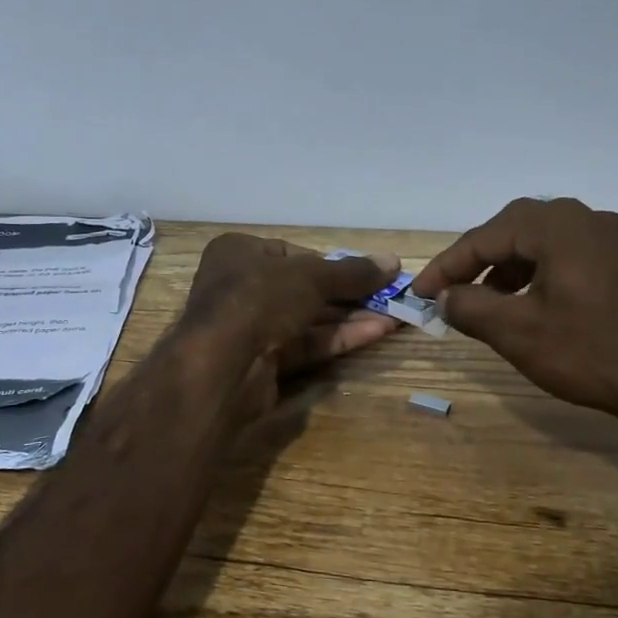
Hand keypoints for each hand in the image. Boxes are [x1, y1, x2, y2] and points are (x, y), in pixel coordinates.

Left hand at [180, 233, 401, 418]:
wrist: (222, 364)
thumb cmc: (260, 298)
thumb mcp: (311, 277)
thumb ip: (352, 272)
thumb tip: (393, 261)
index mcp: (238, 254)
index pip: (291, 254)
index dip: (330, 263)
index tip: (364, 272)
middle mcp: (240, 288)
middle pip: (303, 288)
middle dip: (348, 293)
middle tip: (390, 296)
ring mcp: (250, 328)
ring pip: (307, 319)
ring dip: (350, 317)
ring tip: (395, 315)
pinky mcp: (262, 362)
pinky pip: (306, 345)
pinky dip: (339, 338)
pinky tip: (377, 332)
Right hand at [412, 198, 617, 436]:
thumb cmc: (589, 352)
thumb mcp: (517, 332)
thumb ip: (469, 307)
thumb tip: (443, 297)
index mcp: (557, 227)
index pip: (484, 237)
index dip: (446, 266)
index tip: (419, 293)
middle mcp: (585, 218)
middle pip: (513, 229)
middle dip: (476, 260)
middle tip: (449, 291)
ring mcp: (611, 237)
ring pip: (540, 241)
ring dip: (506, 266)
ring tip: (485, 300)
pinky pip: (566, 253)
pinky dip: (536, 271)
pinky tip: (526, 301)